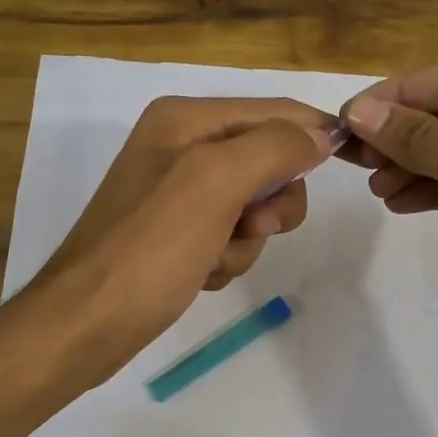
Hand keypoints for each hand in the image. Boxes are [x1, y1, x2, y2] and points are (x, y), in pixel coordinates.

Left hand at [33, 96, 340, 384]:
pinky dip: (227, 258)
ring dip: (246, 239)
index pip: (275, 111)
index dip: (314, 135)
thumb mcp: (214, 183)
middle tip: (249, 227)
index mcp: (186, 119)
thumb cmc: (149, 249)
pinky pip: (233, 236)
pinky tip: (200, 273)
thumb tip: (321, 134)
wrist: (86, 325)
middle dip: (270, 203)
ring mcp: (180, 193)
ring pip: (256, 207)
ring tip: (211, 258)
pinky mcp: (180, 233)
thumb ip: (274, 147)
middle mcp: (183, 147)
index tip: (351, 164)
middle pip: (270, 161)